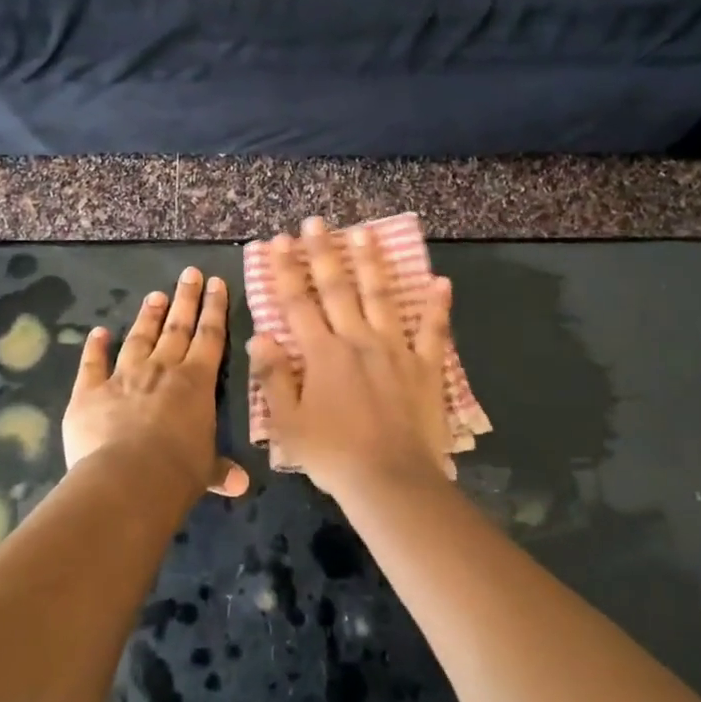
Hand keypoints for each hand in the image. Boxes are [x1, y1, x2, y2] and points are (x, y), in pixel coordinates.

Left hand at [63, 266, 249, 499]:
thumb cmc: (178, 472)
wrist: (128, 479)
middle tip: (189, 274)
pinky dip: (94, 347)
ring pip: (139, 338)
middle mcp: (162, 369)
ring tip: (155, 295)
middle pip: (177, 326)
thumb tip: (241, 485)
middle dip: (185, 299)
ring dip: (148, 316)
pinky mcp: (89, 392)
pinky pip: (92, 364)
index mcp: (196, 382)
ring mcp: (124, 376)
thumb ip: (219, 469)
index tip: (216, 283)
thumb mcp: (205, 470)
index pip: (210, 336)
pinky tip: (98, 332)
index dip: (215, 308)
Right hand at [248, 217, 454, 500]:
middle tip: (316, 221)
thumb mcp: (288, 424)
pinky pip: (433, 331)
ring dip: (372, 263)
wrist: (390, 480)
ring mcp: (395, 349)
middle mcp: (357, 340)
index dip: (284, 270)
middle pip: (337, 288)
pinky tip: (441, 281)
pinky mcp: (425, 366)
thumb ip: (273, 378)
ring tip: (364, 232)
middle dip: (323, 252)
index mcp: (322, 354)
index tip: (275, 241)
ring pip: (381, 296)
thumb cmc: (333, 455)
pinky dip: (437, 307)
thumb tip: (259, 338)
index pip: (297, 303)